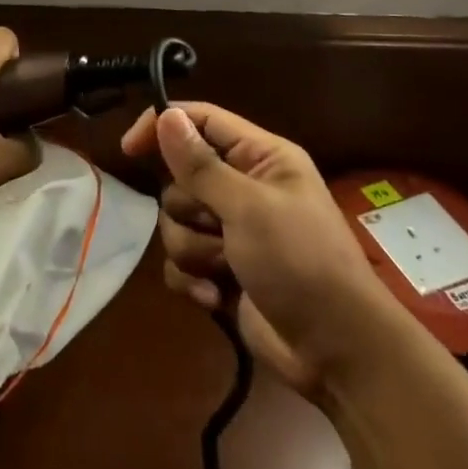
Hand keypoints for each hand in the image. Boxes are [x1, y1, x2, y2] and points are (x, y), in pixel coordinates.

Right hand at [122, 103, 400, 394]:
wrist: (337, 353)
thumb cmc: (301, 263)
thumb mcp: (249, 207)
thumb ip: (201, 165)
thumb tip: (166, 115)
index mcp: (261, 158)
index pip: (201, 120)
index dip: (163, 127)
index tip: (129, 149)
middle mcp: (244, 187)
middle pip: (181, 177)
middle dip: (188, 208)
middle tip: (216, 225)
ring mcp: (232, 231)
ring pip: (176, 221)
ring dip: (193, 249)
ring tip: (224, 268)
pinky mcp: (221, 271)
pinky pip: (180, 261)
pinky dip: (192, 279)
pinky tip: (215, 297)